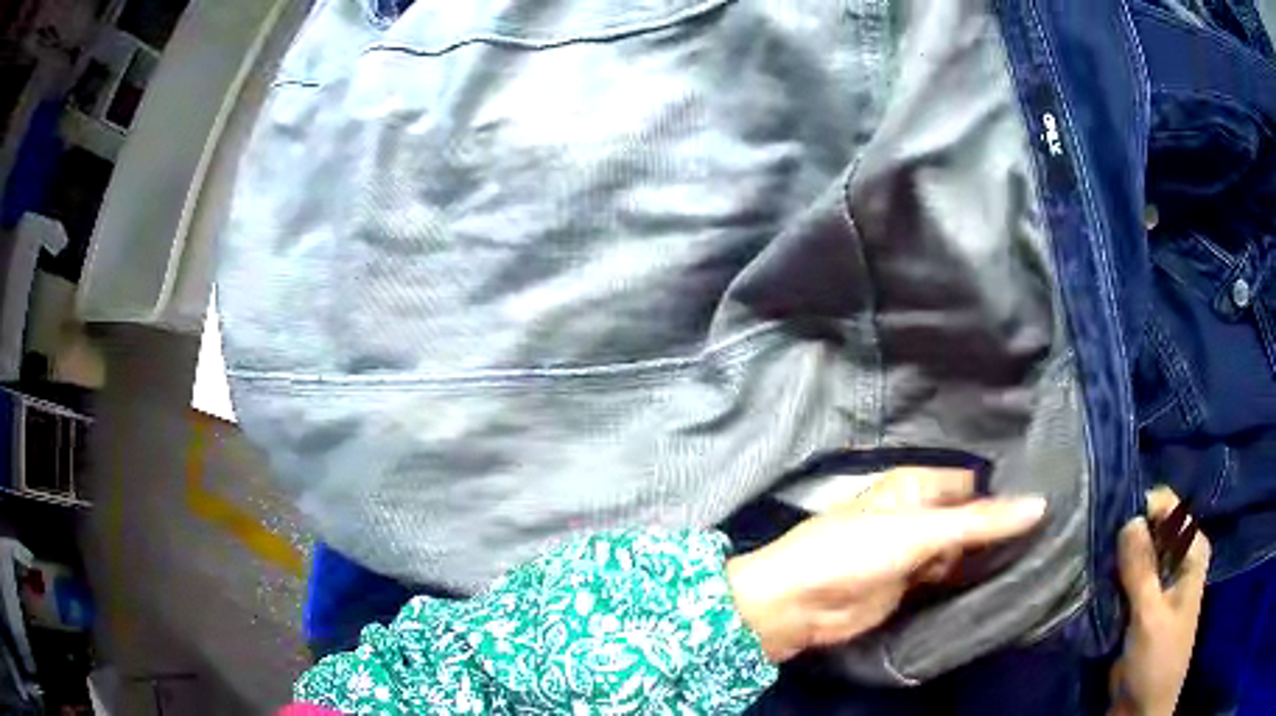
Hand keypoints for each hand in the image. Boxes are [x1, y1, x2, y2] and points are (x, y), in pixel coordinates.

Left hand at [725, 467, 1046, 662]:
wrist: (799, 604)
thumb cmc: (855, 552)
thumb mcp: (921, 531)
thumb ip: (979, 522)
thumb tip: (1040, 504)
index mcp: (917, 486)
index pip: (973, 485)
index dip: (1003, 494)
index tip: (1046, 505)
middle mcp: (919, 514)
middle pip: (969, 519)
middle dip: (997, 529)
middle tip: (1047, 538)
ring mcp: (914, 552)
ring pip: (960, 550)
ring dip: (984, 557)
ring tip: (1036, 558)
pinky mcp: (909, 586)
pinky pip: (946, 578)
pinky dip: (966, 580)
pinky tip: (999, 582)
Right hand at [1109, 487, 1209, 715]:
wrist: (1142, 709)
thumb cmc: (1157, 661)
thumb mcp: (1150, 617)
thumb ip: (1141, 569)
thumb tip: (1128, 517)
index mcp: (1193, 551)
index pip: (1169, 509)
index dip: (1142, 511)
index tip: (1111, 524)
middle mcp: (1179, 558)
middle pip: (1152, 529)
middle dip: (1126, 534)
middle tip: (1096, 545)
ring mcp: (1160, 583)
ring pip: (1137, 554)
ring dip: (1116, 559)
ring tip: (1091, 562)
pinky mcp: (1141, 605)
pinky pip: (1127, 579)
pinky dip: (1112, 579)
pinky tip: (1095, 581)